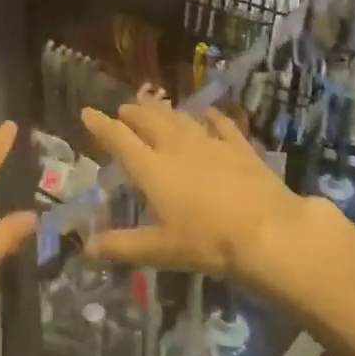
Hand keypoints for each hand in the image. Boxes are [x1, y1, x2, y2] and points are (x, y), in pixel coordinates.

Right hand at [79, 98, 314, 288]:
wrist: (267, 231)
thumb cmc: (208, 242)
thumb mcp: (160, 250)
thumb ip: (122, 246)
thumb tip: (87, 247)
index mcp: (153, 169)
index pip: (120, 139)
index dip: (101, 125)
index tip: (87, 112)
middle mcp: (177, 147)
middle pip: (150, 121)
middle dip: (133, 112)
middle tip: (123, 108)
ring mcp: (210, 143)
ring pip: (181, 118)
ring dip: (164, 110)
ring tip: (155, 104)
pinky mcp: (239, 146)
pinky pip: (221, 124)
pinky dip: (211, 116)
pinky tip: (208, 112)